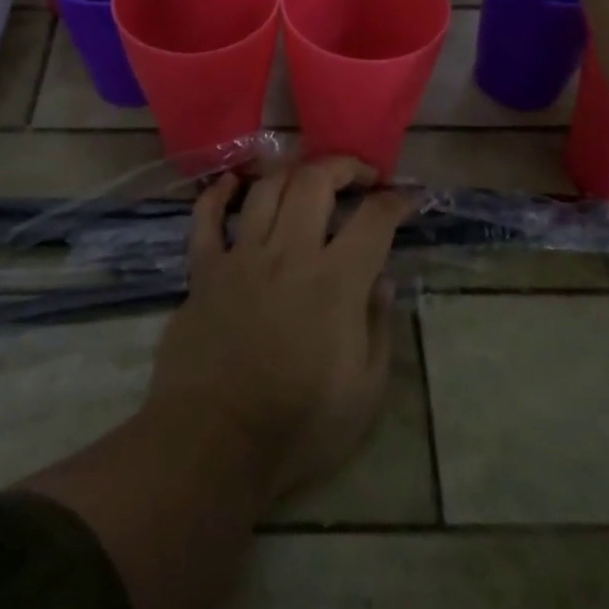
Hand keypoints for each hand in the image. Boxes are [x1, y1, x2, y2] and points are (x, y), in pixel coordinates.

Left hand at [146, 158, 415, 507]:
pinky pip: (206, 219)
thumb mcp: (365, 390)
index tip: (405, 200)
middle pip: (314, 182)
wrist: (215, 441)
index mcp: (335, 282)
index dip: (395, 201)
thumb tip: (383, 280)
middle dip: (343, 166)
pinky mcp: (203, 271)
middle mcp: (288, 254)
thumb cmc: (299, 425)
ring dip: (291, 174)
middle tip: (359, 177)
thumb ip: (379, 327)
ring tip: (307, 181)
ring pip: (265, 190)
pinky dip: (218, 194)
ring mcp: (241, 258)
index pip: (373, 220)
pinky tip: (232, 184)